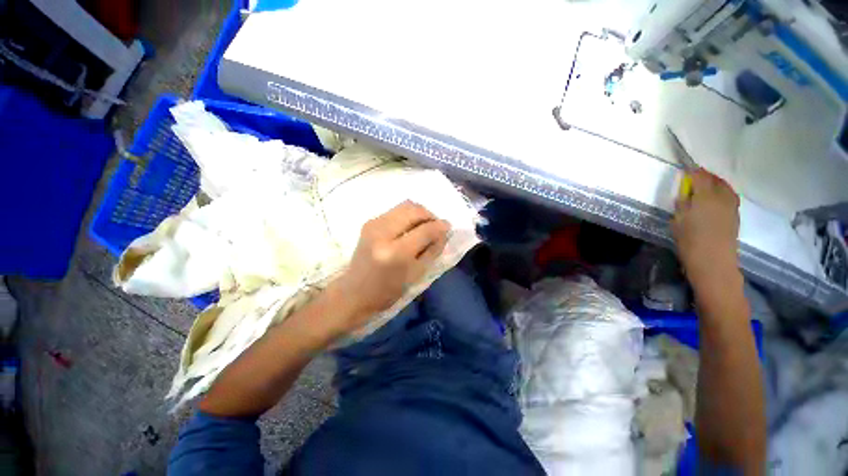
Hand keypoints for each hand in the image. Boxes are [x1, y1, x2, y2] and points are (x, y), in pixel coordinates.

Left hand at [329, 201, 449, 332]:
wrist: (354, 292)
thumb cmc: (388, 291)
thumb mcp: (416, 274)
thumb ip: (432, 250)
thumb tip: (444, 231)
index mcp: (395, 252)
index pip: (424, 230)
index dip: (440, 226)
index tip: (448, 227)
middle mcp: (382, 232)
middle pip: (414, 210)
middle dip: (430, 215)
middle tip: (436, 225)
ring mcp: (373, 224)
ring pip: (405, 205)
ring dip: (419, 213)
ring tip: (424, 225)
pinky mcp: (369, 222)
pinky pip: (395, 210)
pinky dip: (408, 215)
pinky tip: (410, 227)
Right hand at [672, 169, 741, 292]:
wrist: (714, 262)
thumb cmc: (690, 241)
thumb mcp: (678, 221)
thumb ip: (682, 204)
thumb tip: (685, 194)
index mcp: (705, 196)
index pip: (700, 176)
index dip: (692, 171)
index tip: (685, 168)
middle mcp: (722, 196)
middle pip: (715, 179)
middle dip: (705, 176)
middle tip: (694, 178)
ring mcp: (732, 205)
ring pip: (725, 187)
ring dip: (715, 184)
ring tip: (705, 187)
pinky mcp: (735, 215)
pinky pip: (729, 196)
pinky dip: (721, 193)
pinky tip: (713, 200)